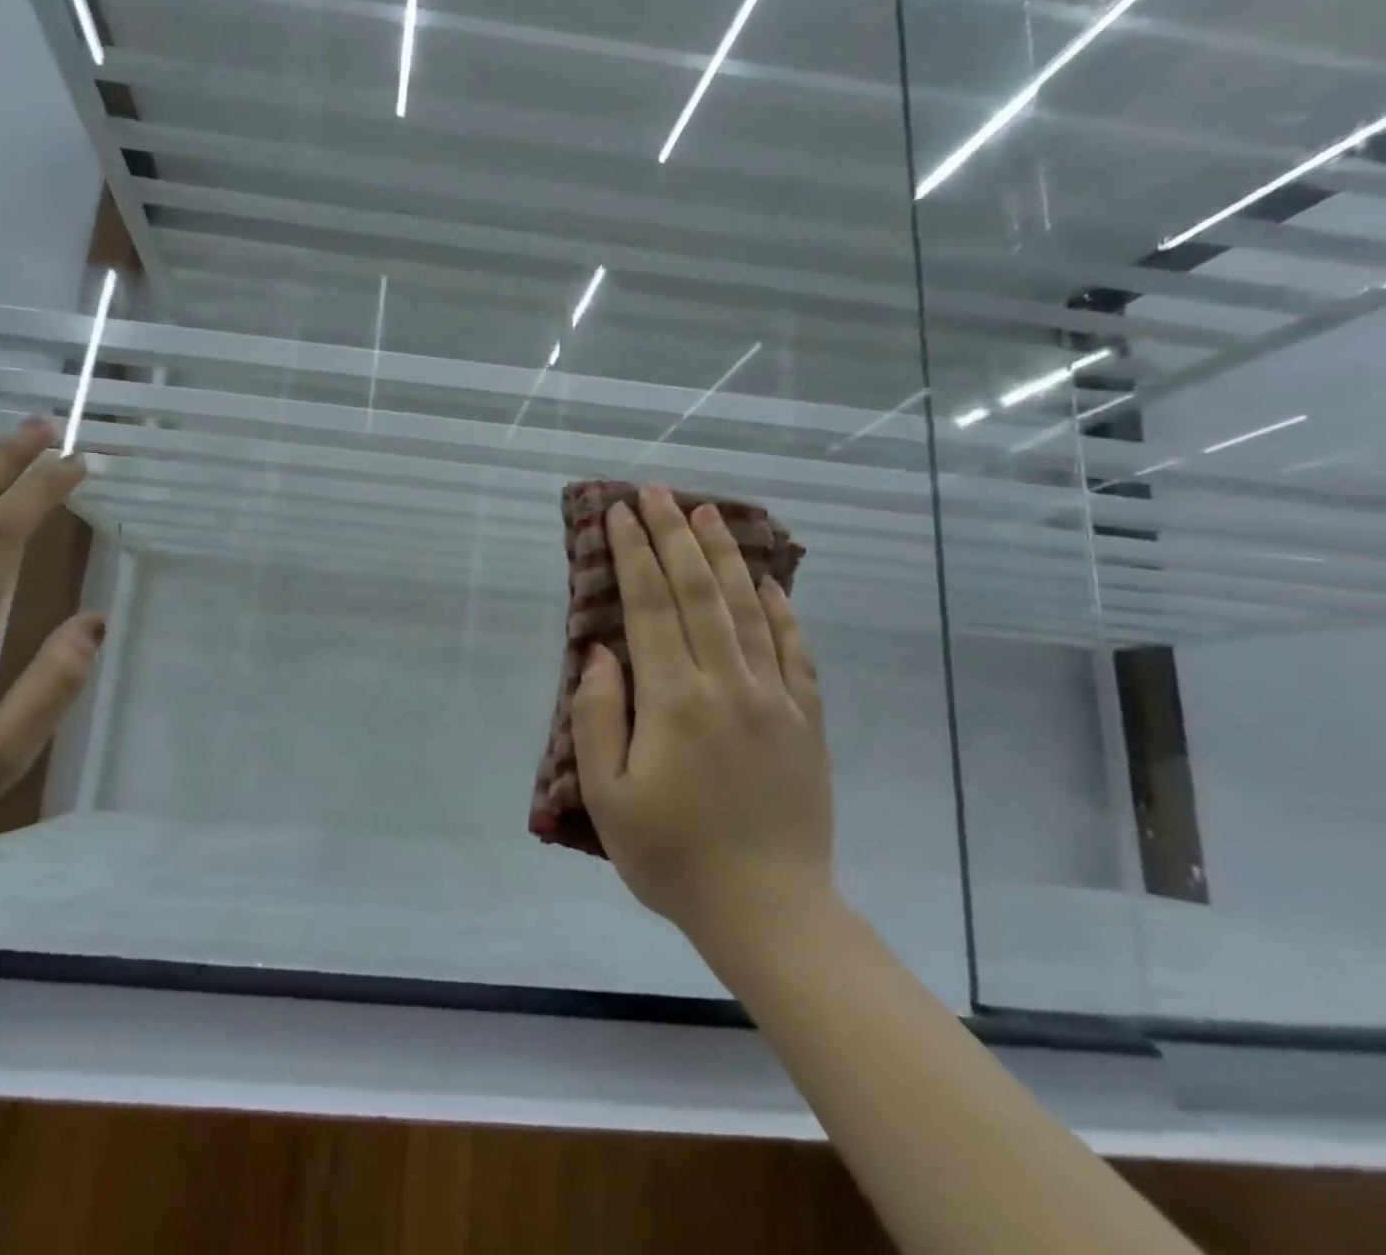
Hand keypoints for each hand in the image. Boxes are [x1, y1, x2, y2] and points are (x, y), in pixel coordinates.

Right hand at [572, 487, 833, 942]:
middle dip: (672, 536)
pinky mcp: (807, 720)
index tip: (619, 513)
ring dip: (723, 555)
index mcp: (673, 700)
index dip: (632, 554)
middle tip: (656, 492)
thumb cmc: (673, 857)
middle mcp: (727, 683)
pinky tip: (770, 582)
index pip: (648, 606)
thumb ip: (597, 717)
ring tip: (705, 513)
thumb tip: (601, 653)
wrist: (770, 912)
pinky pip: (795, 650)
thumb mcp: (608, 797)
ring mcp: (775, 698)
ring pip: (748, 608)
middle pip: (698, 591)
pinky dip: (781, 610)